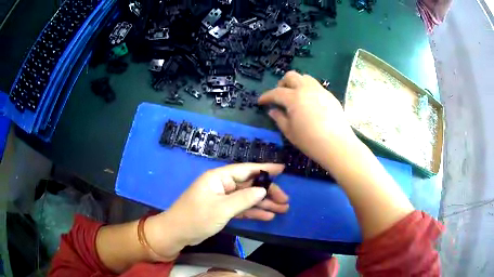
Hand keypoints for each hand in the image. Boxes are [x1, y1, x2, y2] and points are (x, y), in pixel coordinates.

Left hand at [145, 163, 288, 258]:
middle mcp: (222, 185)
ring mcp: (223, 198)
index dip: (265, 169)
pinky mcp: (222, 210)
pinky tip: (267, 216)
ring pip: (247, 198)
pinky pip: (242, 208)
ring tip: (282, 209)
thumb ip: (244, 199)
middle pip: (249, 185)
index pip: (246, 169)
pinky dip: (253, 212)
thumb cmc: (196, 217)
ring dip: (264, 203)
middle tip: (285, 200)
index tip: (282, 169)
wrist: (178, 233)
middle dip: (268, 192)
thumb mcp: (221, 208)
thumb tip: (263, 190)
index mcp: (219, 178)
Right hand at [258, 71, 356, 164]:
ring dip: (296, 83)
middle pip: (291, 76)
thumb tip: (272, 111)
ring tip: (295, 97)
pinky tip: (310, 103)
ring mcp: (321, 91)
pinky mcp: (330, 96)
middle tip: (280, 96)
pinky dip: (308, 90)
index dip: (266, 96)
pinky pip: (316, 86)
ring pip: (305, 78)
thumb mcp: (290, 132)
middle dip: (282, 83)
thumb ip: (279, 119)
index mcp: (294, 98)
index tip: (261, 101)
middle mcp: (307, 89)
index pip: (276, 92)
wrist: (337, 145)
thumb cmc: (310, 141)